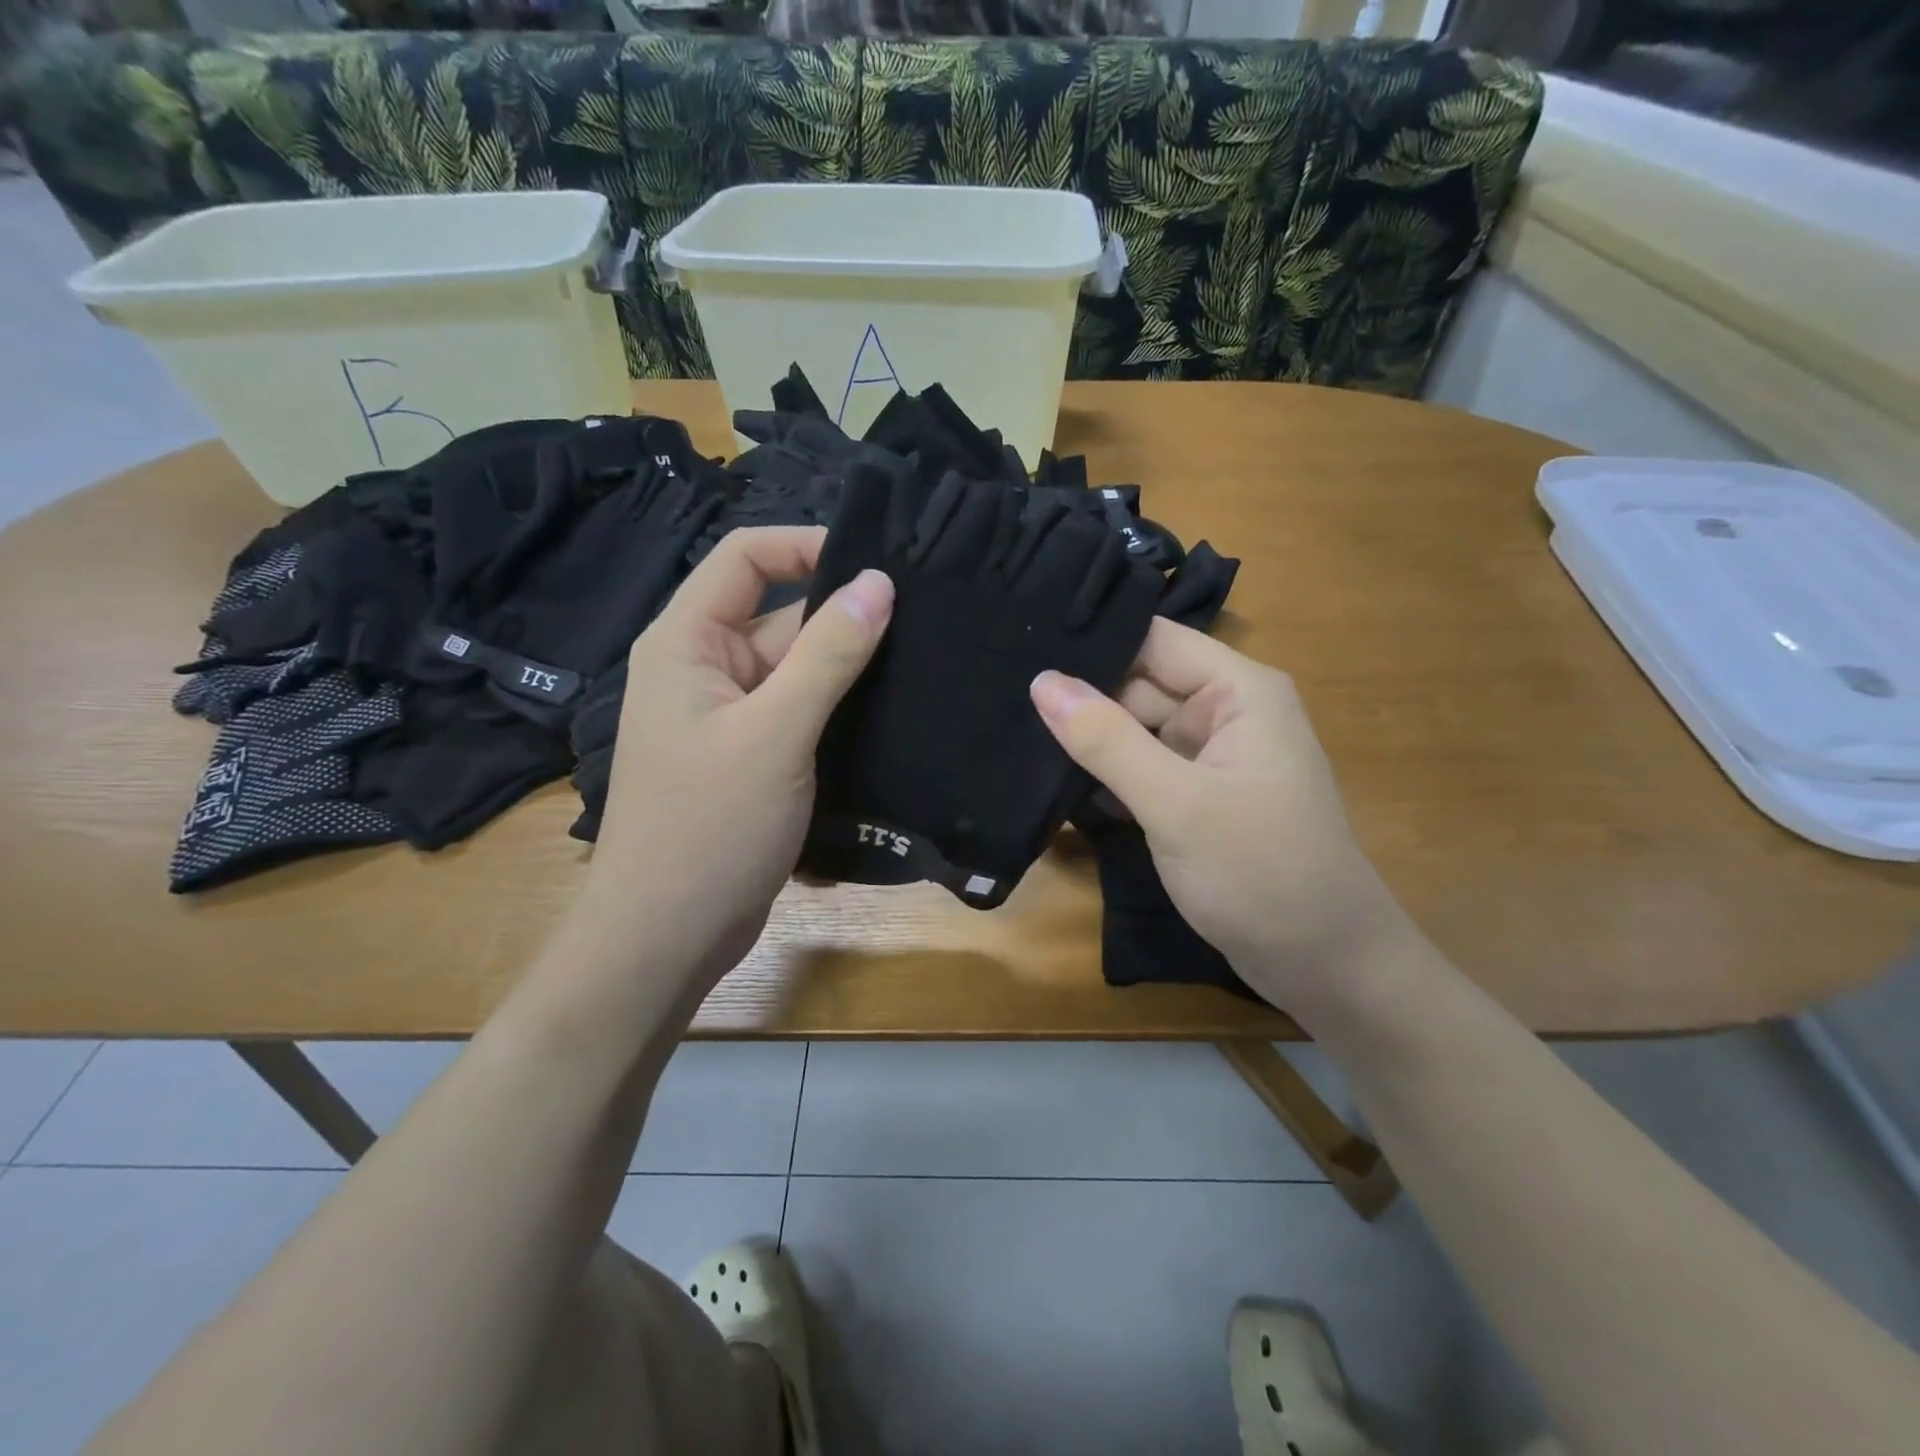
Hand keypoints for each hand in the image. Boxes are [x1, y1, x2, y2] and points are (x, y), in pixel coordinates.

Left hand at [571, 527, 892, 998]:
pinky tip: (892, 710)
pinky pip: (798, 710)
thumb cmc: (709, 827)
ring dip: (847, 666)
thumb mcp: (776, 732)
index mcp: (686, 642)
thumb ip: (827, 654)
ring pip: (796, 668)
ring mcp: (728, 715)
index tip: (878, 565)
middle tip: (923, 621)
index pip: (745, 557)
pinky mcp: (751, 755)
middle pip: (779, 614)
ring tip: (921, 660)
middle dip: (843, 615)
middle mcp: (703, 667)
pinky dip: (837, 707)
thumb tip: (879, 581)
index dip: (807, 546)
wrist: (667, 936)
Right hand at [1031, 618, 1414, 1009]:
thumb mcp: (1177, 803)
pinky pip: (1141, 770)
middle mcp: (1226, 714)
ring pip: (1134, 731)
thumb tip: (1042, 681)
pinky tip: (1049, 778)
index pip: (1153, 640)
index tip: (1022, 643)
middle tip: (1000, 695)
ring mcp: (1211, 760)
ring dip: (1086, 738)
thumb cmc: (1262, 873)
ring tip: (1011, 730)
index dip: (1093, 639)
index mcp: (1238, 692)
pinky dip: (1104, 775)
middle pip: (1138, 684)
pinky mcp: (1197, 800)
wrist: (1326, 968)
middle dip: (1080, 695)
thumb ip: (1107, 740)